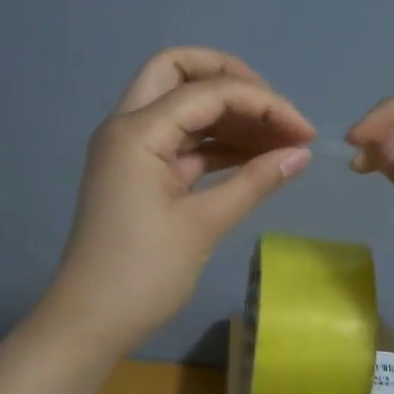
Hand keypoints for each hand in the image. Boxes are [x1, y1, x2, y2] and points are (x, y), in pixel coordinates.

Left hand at [39, 49, 314, 355]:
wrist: (88, 323)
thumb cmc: (142, 275)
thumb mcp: (203, 226)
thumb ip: (254, 182)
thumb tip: (301, 154)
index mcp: (136, 131)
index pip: (208, 92)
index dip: (263, 103)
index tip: (305, 132)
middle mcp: (127, 126)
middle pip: (178, 71)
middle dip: (230, 78)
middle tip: (273, 110)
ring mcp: (129, 148)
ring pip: (180, 104)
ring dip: (227, 114)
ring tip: (278, 140)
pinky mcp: (137, 171)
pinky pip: (180, 140)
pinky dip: (215, 142)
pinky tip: (254, 158)